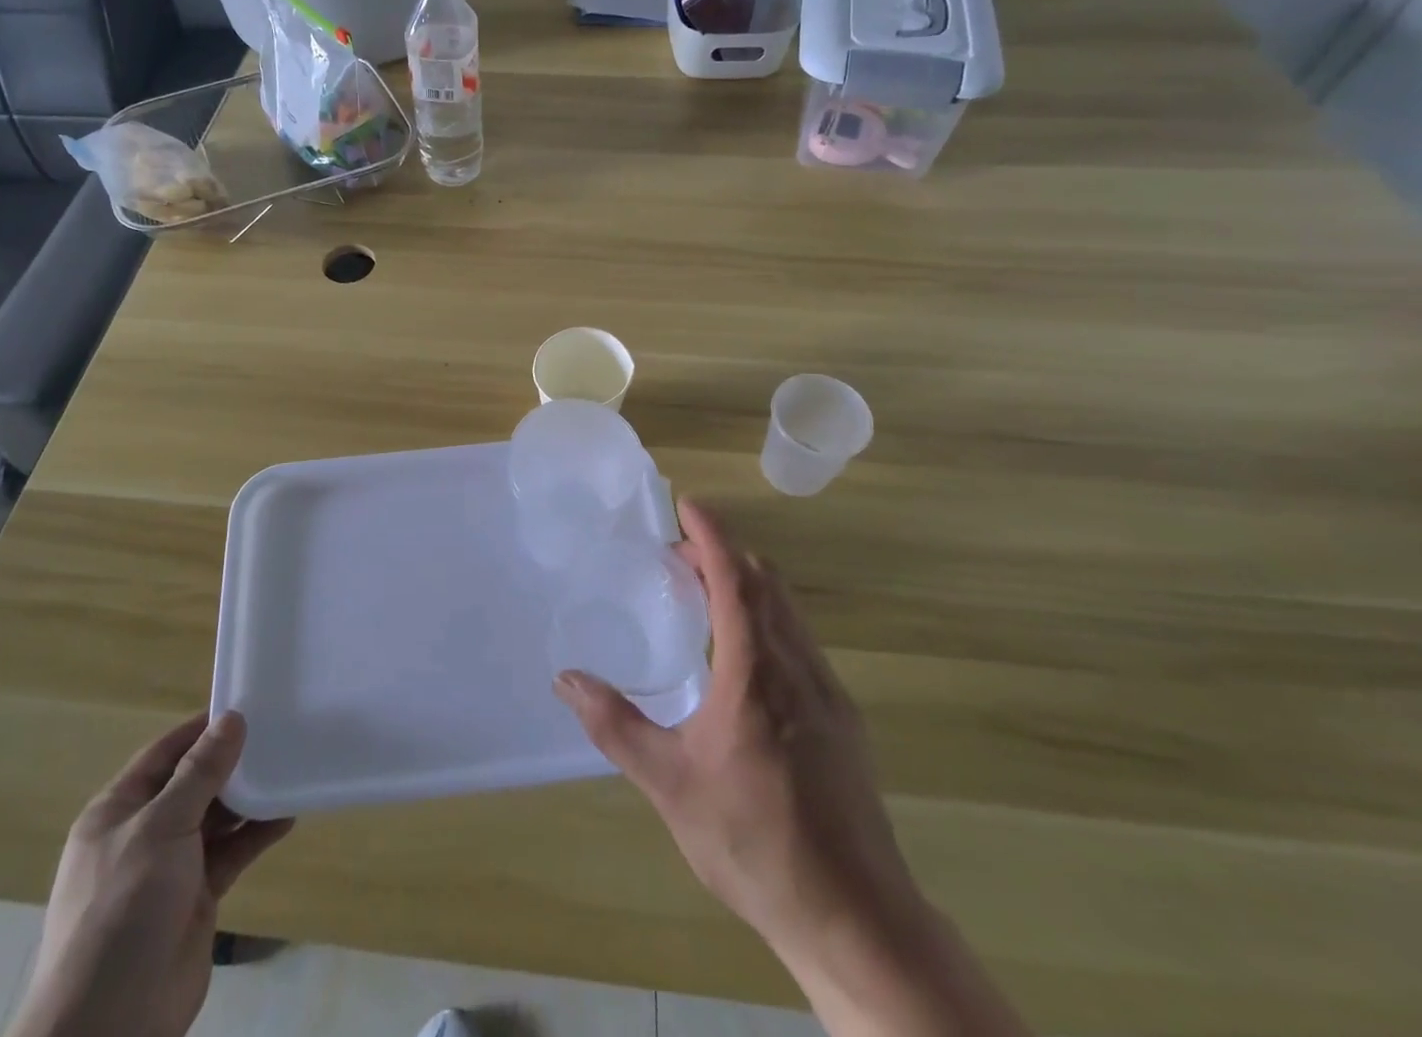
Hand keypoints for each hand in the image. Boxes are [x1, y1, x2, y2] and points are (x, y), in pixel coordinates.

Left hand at [5, 712, 292, 1036]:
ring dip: (248, 797)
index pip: (165, 753)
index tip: (246, 705)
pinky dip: (256, 834)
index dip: (202, 729)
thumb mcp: (161, 828)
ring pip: (216, 817)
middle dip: (231, 762)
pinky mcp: (196, 896)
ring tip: (289, 767)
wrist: (110, 1025)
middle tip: (278, 733)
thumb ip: (200, 773)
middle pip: (193, 783)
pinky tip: (287, 814)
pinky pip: (231, 852)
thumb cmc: (123, 909)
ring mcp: (170, 868)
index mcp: (118, 811)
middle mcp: (143, 833)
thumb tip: (232, 718)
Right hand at [553, 500, 916, 970]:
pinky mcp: (843, 720)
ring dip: (749, 585)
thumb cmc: (754, 841)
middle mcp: (798, 666)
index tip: (686, 503)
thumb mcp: (670, 783)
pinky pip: (802, 642)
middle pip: (766, 583)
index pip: (736, 577)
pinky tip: (745, 657)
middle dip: (724, 553)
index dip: (711, 534)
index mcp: (756, 671)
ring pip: (789, 611)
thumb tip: (566, 678)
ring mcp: (828, 692)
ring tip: (706, 593)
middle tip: (680, 554)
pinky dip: (769, 618)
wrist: (855, 917)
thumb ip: (615, 725)